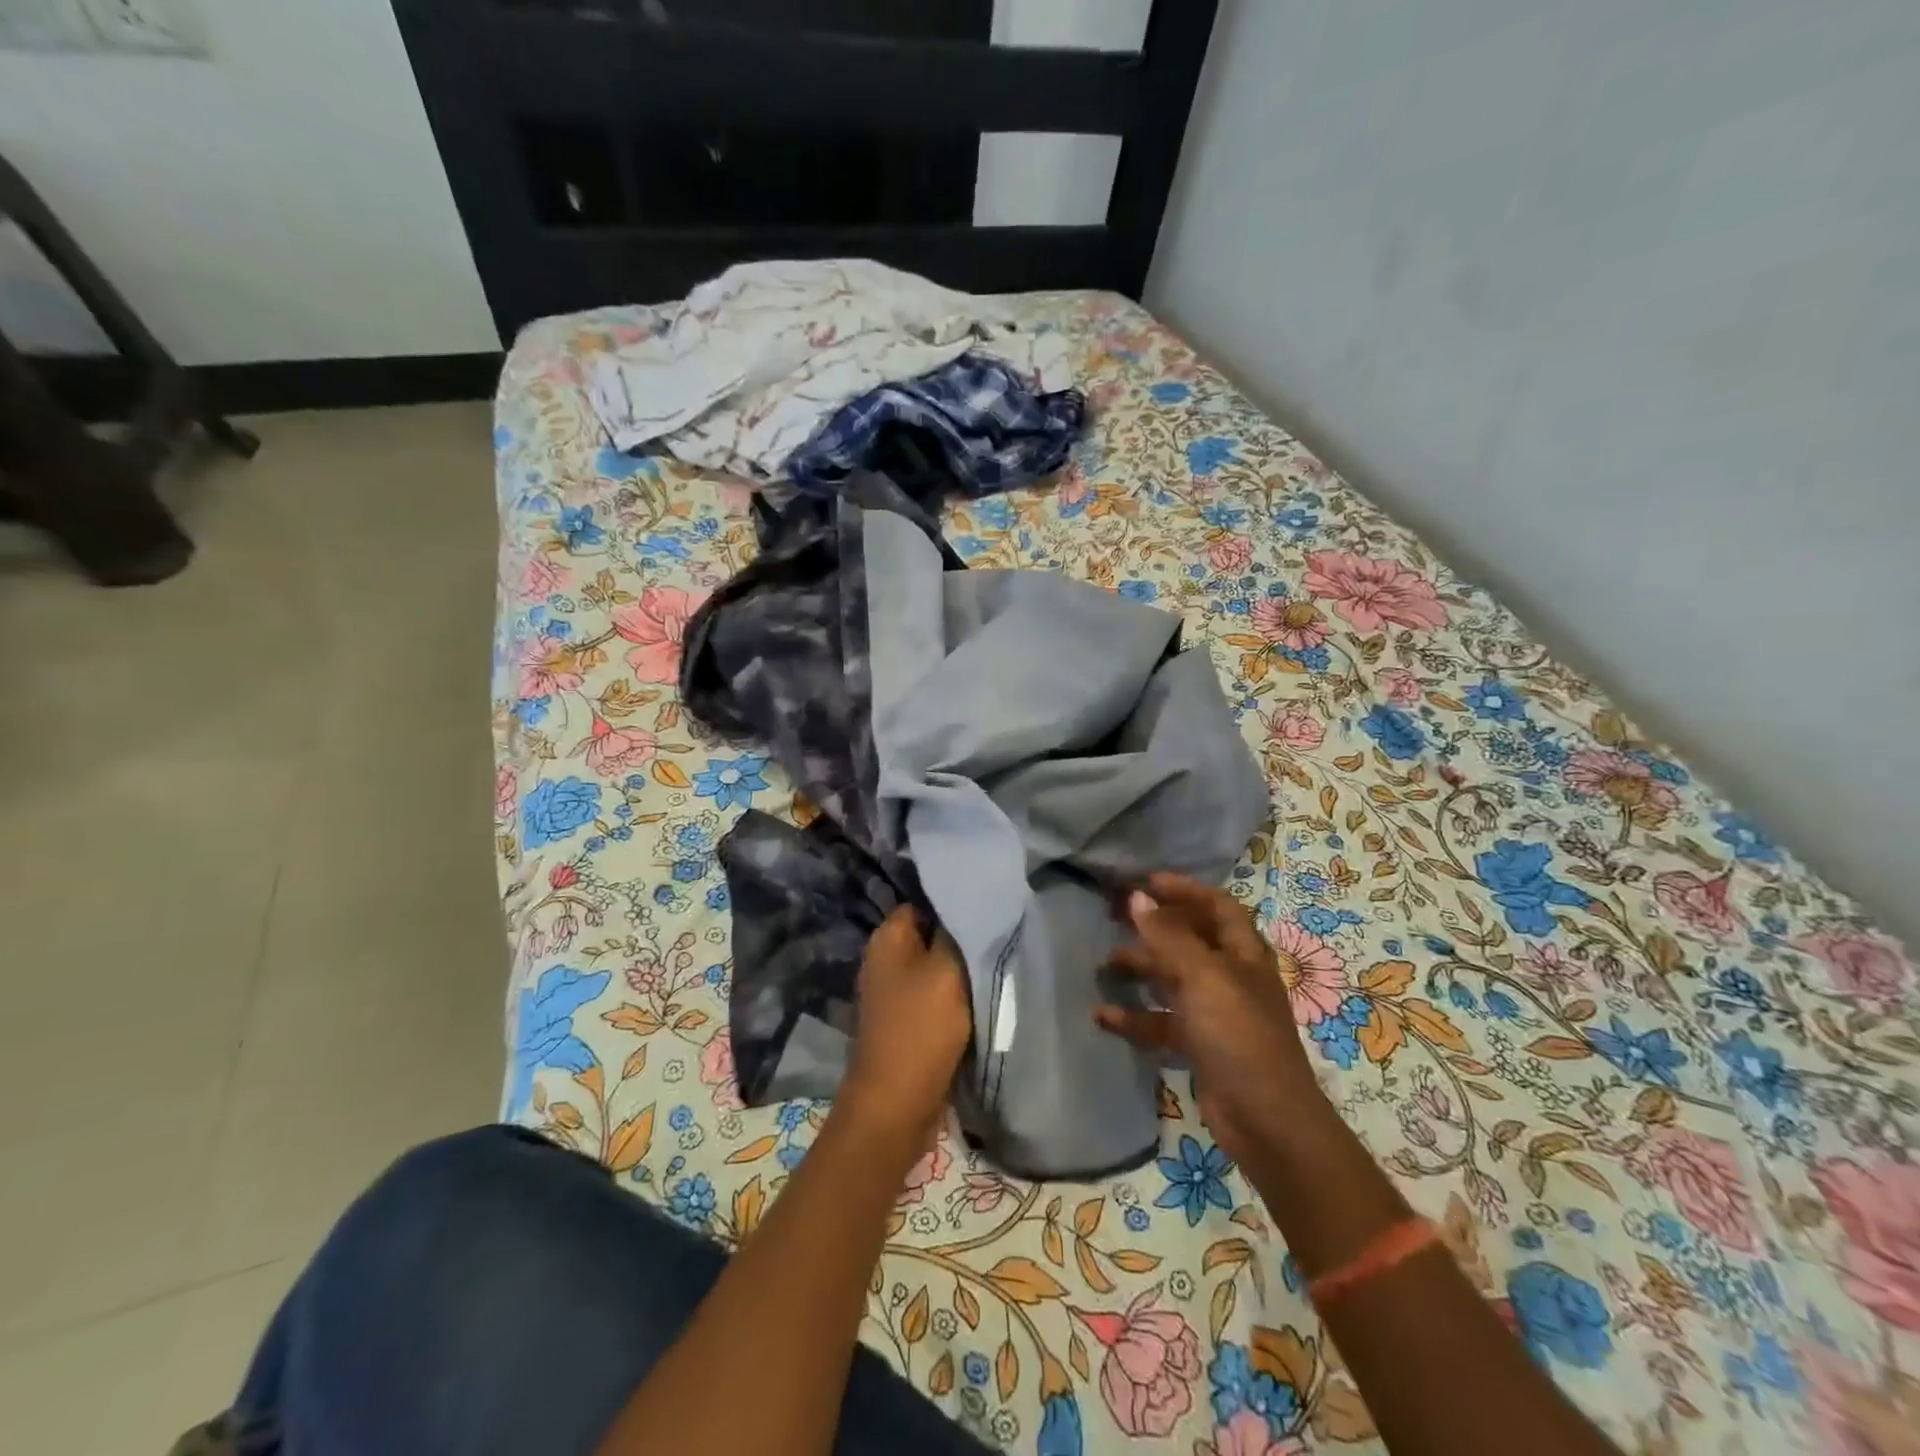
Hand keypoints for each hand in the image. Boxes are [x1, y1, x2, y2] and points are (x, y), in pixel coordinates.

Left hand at [840, 907, 972, 1161]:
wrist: (897, 1105)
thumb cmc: (921, 1027)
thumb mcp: (946, 970)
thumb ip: (957, 933)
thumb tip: (964, 906)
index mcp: (887, 939)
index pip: (922, 903)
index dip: (953, 903)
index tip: (987, 906)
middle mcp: (884, 960)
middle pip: (930, 936)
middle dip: (961, 938)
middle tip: (999, 937)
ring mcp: (893, 994)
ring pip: (935, 969)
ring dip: (961, 972)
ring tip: (996, 966)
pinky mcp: (905, 1023)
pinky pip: (935, 999)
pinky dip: (955, 999)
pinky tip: (981, 999)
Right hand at [1096, 872, 1326, 1175]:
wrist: (1266, 1121)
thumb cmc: (1238, 1036)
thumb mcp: (1203, 977)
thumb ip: (1168, 936)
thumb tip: (1137, 896)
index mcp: (1243, 954)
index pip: (1217, 906)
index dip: (1185, 890)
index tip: (1145, 882)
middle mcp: (1230, 977)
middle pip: (1190, 940)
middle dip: (1154, 927)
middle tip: (1114, 917)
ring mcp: (1215, 1013)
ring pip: (1172, 980)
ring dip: (1140, 970)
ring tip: (1104, 965)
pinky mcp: (1200, 1046)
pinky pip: (1162, 1022)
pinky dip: (1136, 1017)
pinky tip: (1104, 1017)